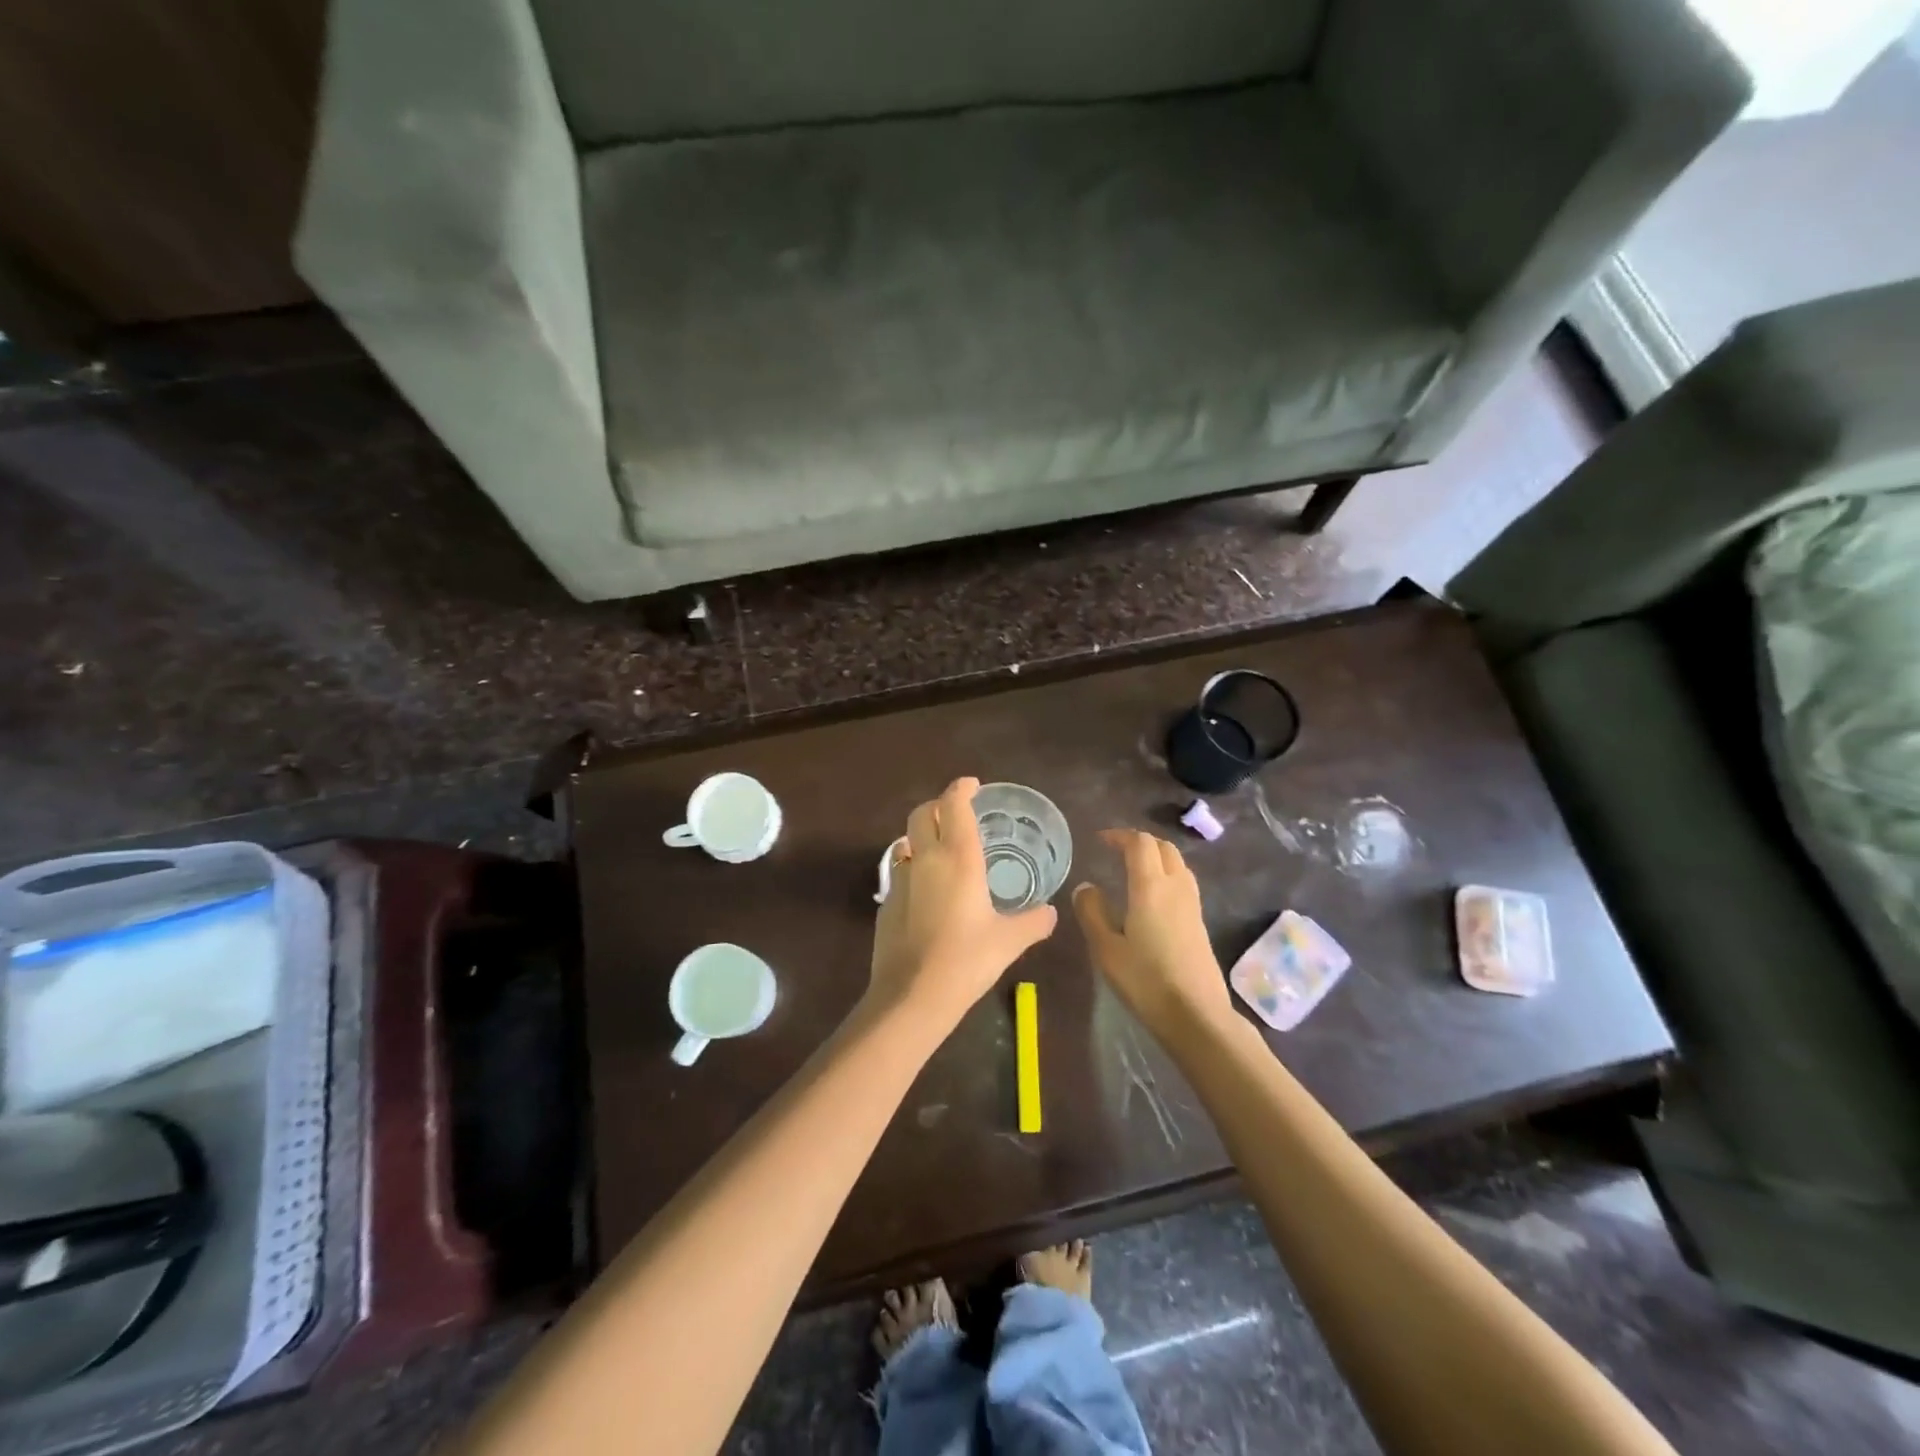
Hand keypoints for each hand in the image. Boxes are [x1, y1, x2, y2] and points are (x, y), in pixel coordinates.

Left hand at [868, 777, 1057, 1025]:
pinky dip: (914, 869)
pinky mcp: (886, 902)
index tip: (972, 785)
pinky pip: (900, 872)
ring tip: (942, 851)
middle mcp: (926, 859)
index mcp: (958, 858)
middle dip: (937, 806)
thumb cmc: (966, 960)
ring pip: (907, 842)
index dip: (961, 788)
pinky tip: (927, 892)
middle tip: (956, 813)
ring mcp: (901, 880)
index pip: (954, 805)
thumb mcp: (1009, 941)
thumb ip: (1033, 922)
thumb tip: (1051, 913)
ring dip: (922, 837)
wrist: (912, 996)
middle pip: (922, 813)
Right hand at [1073, 829, 1230, 1034]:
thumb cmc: (1145, 981)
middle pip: (1163, 847)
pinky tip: (1152, 896)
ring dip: (1156, 856)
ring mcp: (1192, 904)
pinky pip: (1183, 882)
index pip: (1140, 843)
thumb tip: (1086, 886)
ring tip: (1133, 868)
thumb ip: (1092, 912)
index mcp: (1150, 887)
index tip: (1099, 840)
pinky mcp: (1199, 922)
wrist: (1196, 1015)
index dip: (1119, 835)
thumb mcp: (1106, 949)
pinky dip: (1166, 874)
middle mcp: (1175, 887)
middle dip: (1139, 842)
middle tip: (1116, 850)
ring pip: (1177, 863)